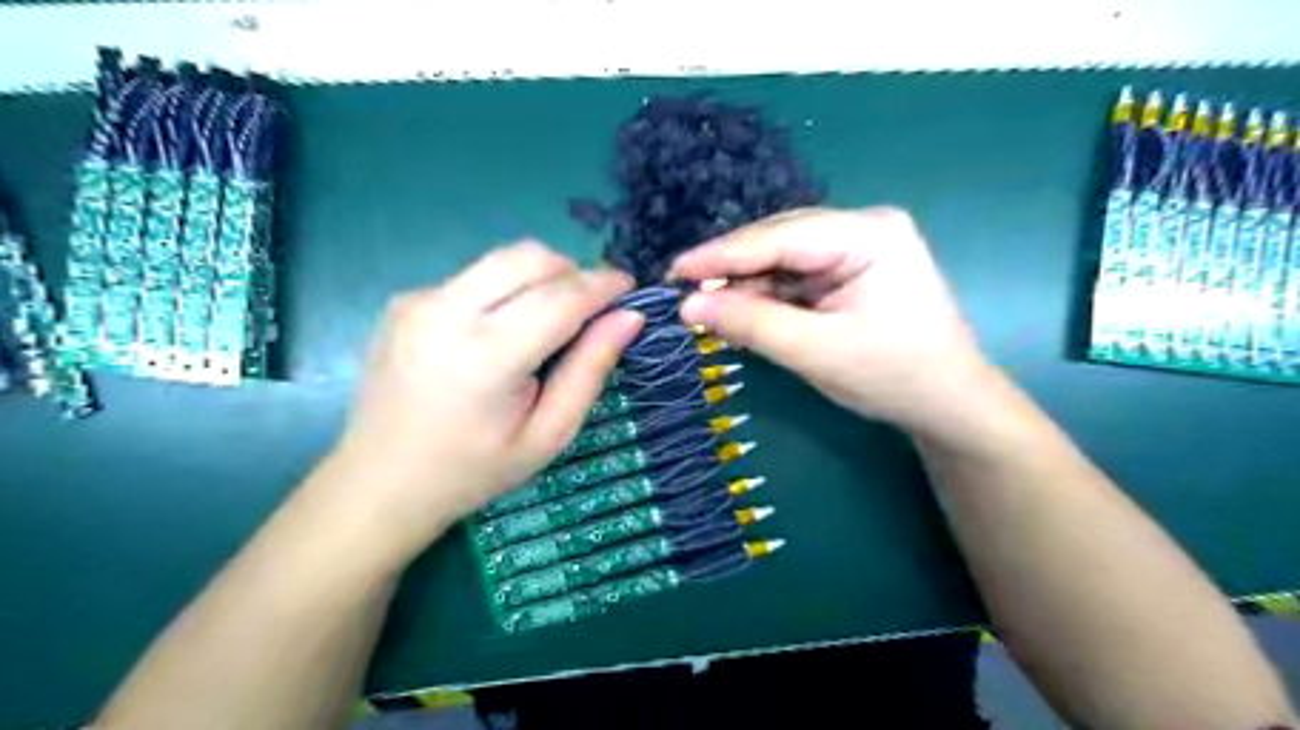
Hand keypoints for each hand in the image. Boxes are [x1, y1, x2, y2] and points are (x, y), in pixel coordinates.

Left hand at [325, 242, 637, 560]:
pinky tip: (499, 333)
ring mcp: (418, 301)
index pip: (561, 297)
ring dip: (539, 277)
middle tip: (590, 307)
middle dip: (572, 271)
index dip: (603, 285)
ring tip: (549, 321)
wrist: (380, 482)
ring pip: (500, 259)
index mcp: (487, 357)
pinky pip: (473, 277)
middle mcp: (447, 313)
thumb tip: (629, 317)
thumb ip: (590, 370)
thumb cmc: (474, 470)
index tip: (628, 286)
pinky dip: (504, 291)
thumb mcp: (548, 434)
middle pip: (529, 258)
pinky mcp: (404, 300)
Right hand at [676, 209, 990, 440]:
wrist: (948, 405)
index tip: (674, 271)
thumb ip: (752, 325)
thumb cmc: (894, 377)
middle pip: (780, 241)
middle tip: (685, 294)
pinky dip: (766, 296)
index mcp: (869, 234)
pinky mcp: (849, 272)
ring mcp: (857, 249)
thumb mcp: (817, 352)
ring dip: (746, 284)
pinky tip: (741, 311)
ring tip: (707, 307)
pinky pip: (795, 277)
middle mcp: (863, 228)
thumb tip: (688, 306)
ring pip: (783, 259)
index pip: (781, 236)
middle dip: (733, 269)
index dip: (723, 254)